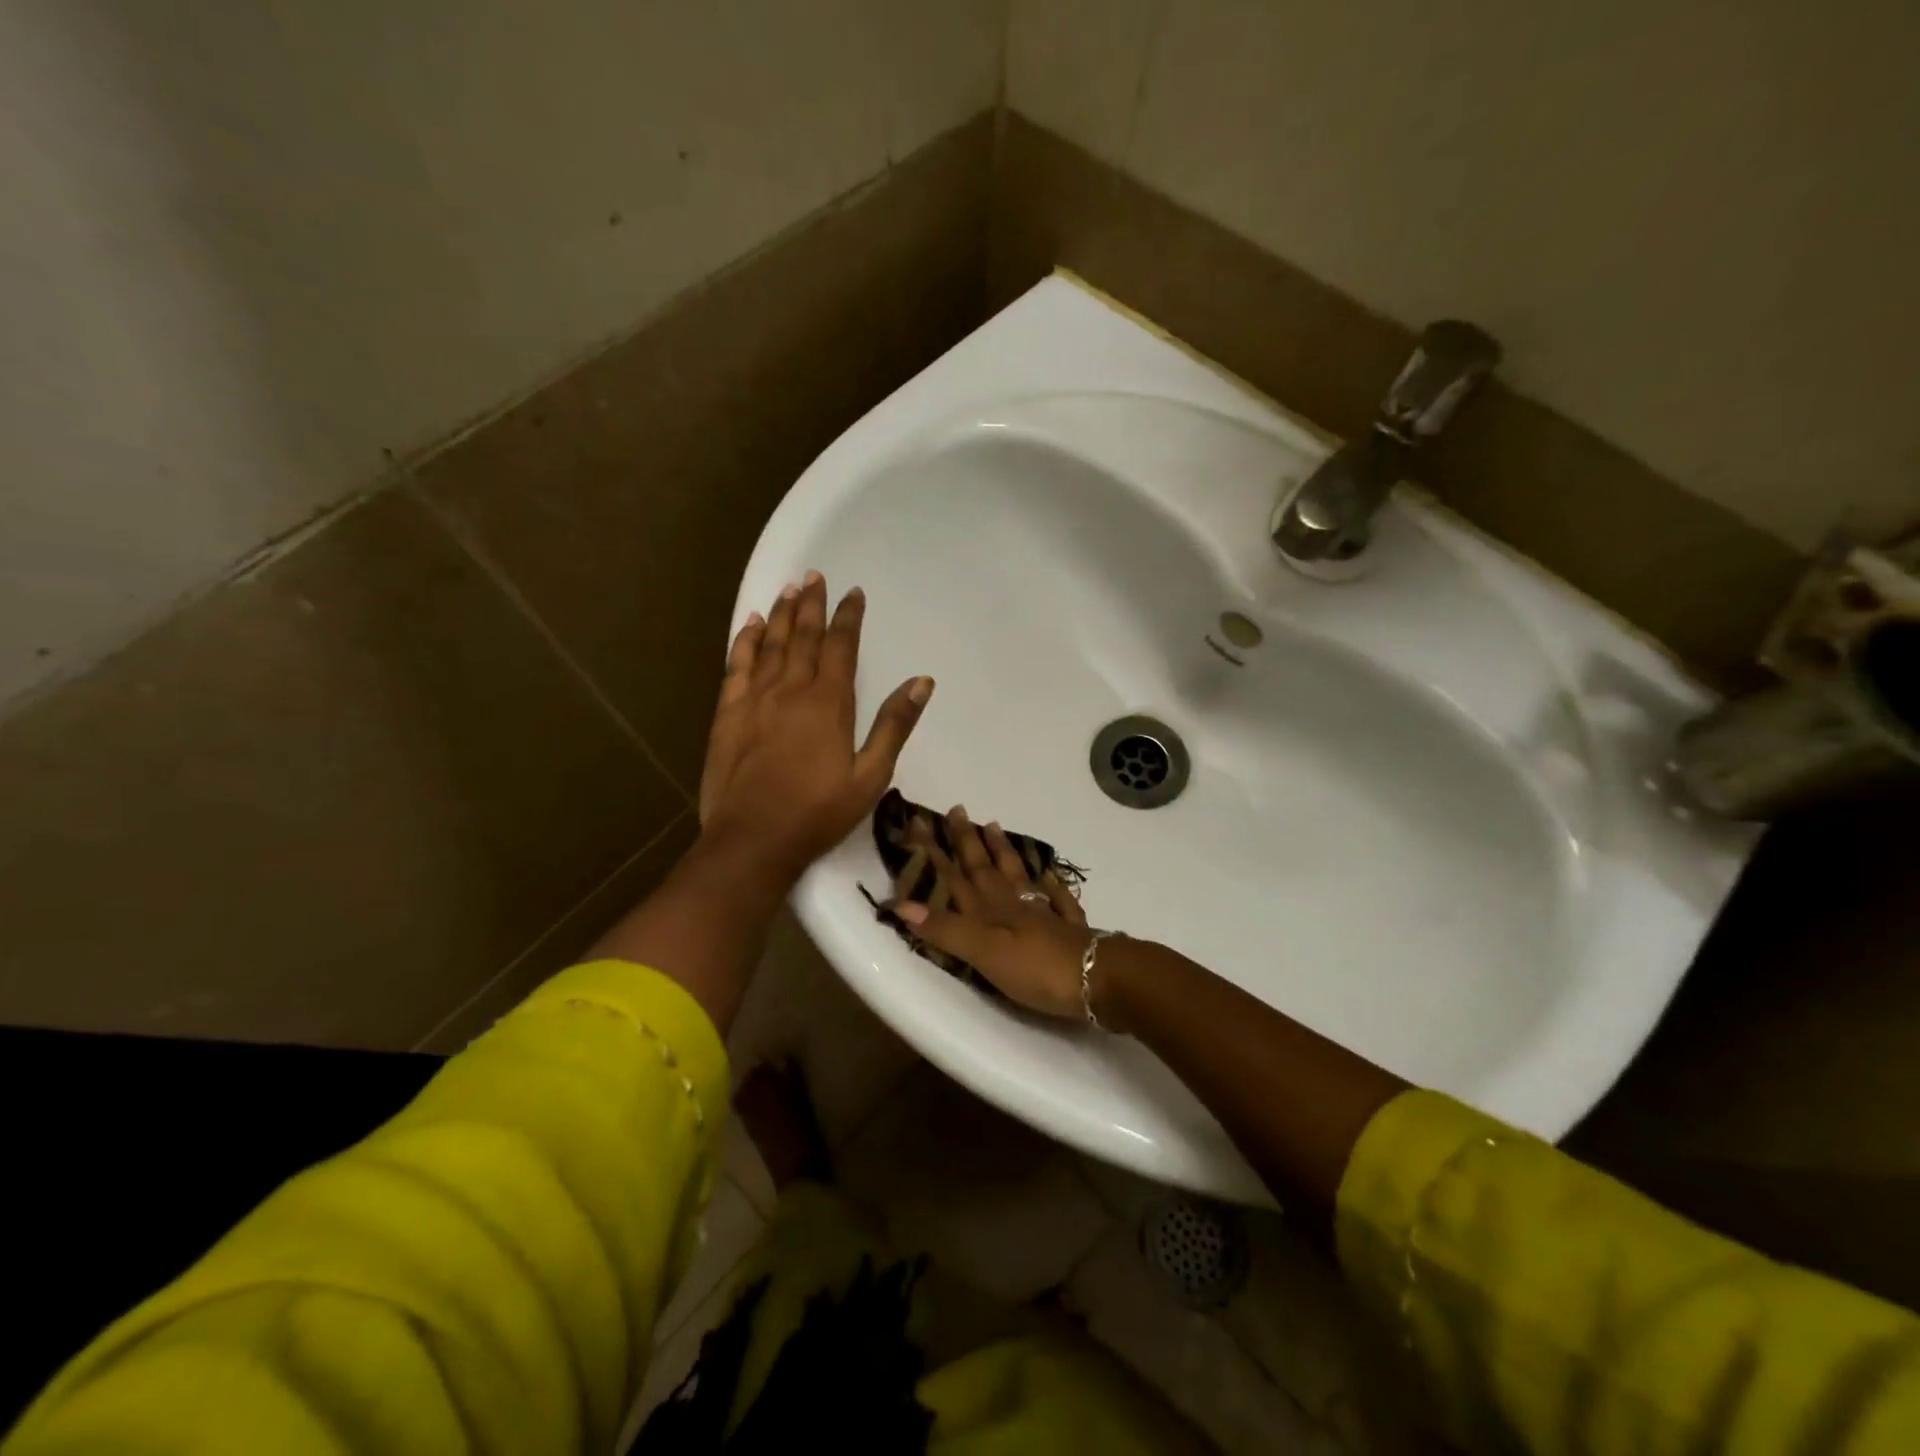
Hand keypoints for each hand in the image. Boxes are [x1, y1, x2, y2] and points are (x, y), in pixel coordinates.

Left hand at [699, 571, 932, 882]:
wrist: (753, 840)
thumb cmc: (818, 812)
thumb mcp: (870, 775)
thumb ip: (894, 725)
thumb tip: (922, 681)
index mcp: (829, 703)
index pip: (841, 646)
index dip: (849, 617)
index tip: (854, 592)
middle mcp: (791, 689)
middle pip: (804, 636)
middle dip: (812, 604)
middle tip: (815, 575)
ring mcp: (755, 699)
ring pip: (771, 644)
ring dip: (782, 614)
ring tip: (789, 588)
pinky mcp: (728, 714)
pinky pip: (737, 666)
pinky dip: (746, 641)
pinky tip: (752, 625)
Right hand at [895, 807, 1095, 1018]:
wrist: (1098, 978)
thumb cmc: (1036, 968)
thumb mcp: (984, 953)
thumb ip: (946, 929)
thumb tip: (902, 904)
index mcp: (990, 911)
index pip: (955, 876)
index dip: (935, 852)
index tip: (920, 821)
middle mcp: (1014, 905)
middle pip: (985, 868)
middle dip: (967, 841)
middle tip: (958, 810)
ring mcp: (1044, 914)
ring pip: (1018, 875)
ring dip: (1004, 852)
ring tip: (994, 826)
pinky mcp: (1069, 929)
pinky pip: (1058, 899)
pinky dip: (1052, 884)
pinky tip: (1051, 875)